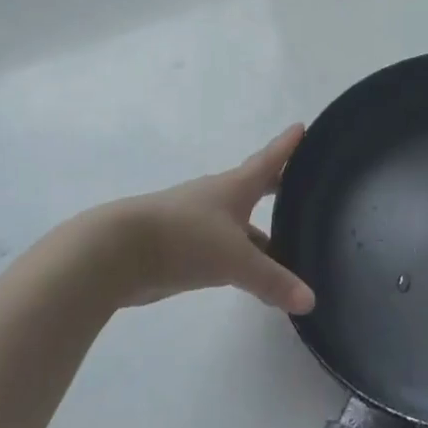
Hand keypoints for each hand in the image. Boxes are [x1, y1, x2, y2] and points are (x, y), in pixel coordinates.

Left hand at [82, 125, 316, 313]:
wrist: (117, 252)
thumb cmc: (184, 238)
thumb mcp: (235, 261)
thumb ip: (273, 280)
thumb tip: (310, 301)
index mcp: (234, 187)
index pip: (268, 160)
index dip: (287, 145)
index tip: (301, 127)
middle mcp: (217, 198)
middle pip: (253, 187)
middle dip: (275, 186)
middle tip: (300, 185)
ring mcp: (196, 221)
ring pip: (236, 221)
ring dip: (258, 229)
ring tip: (284, 242)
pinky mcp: (180, 246)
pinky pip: (220, 246)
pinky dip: (238, 254)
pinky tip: (247, 273)